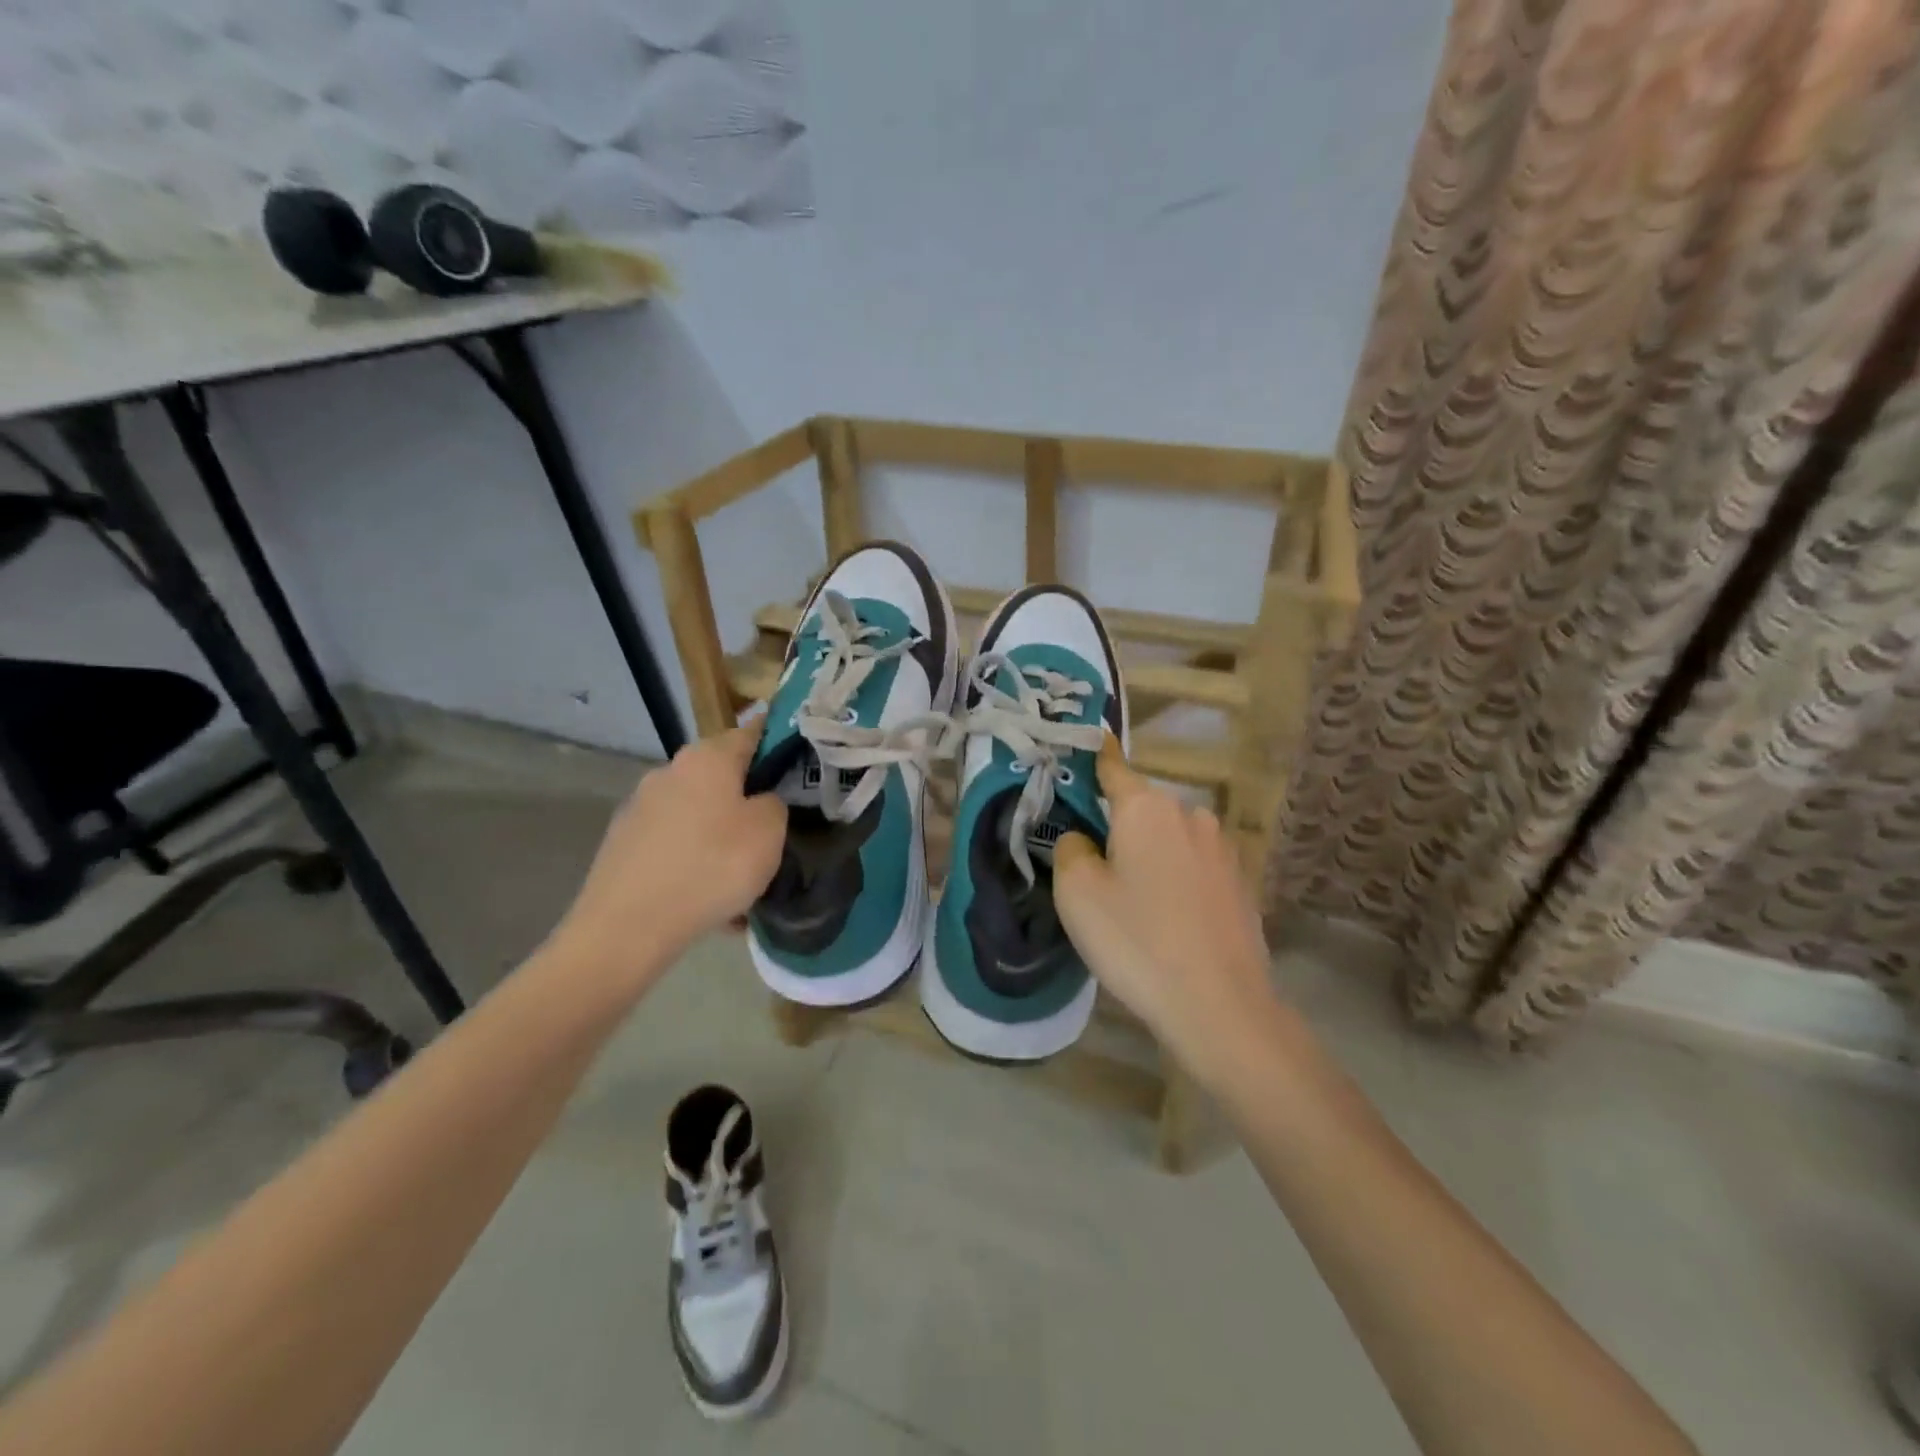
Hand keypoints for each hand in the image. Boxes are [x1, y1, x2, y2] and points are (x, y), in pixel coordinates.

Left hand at [550, 722, 786, 979]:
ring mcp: (640, 808)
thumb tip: (760, 802)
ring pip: (697, 815)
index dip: (777, 744)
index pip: (751, 732)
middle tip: (772, 832)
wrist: (627, 928)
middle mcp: (669, 772)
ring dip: (719, 836)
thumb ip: (774, 804)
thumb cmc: (711, 867)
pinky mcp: (622, 844)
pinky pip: (674, 846)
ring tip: (738, 878)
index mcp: (707, 758)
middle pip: (720, 776)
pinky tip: (707, 901)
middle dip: (746, 799)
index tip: (798, 765)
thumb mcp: (769, 832)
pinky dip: (693, 863)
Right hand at [1054, 737, 1283, 1084]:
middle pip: (1142, 809)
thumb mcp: (1077, 893)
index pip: (1114, 767)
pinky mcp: (1241, 884)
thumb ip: (1070, 850)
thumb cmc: (1137, 940)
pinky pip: (1195, 868)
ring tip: (1137, 903)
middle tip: (1097, 870)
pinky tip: (1171, 921)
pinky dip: (1177, 881)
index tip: (1090, 740)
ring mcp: (1223, 850)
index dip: (1097, 755)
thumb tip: (1084, 840)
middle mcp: (1190, 816)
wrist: (1221, 1006)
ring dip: (1151, 856)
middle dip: (1119, 827)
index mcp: (1146, 808)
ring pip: (1171, 840)